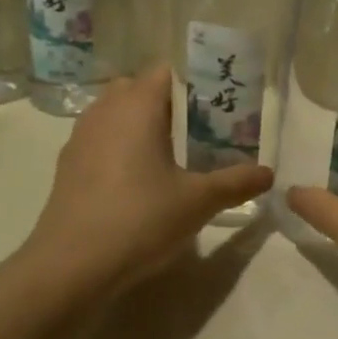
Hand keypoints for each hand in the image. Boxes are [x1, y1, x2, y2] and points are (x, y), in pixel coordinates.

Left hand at [23, 65, 272, 292]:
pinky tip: (138, 182)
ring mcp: (80, 137)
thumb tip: (269, 173)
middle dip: (169, 104)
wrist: (71, 265)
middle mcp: (105, 111)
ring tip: (171, 156)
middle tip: (199, 132)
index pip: (166, 72)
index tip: (218, 107)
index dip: (194, 84)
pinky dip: (120, 147)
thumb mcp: (198, 201)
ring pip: (116, 114)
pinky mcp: (68, 165)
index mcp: (136, 106)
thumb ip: (236, 182)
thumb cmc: (140, 219)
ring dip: (142, 125)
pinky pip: (100, 139)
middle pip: (139, 89)